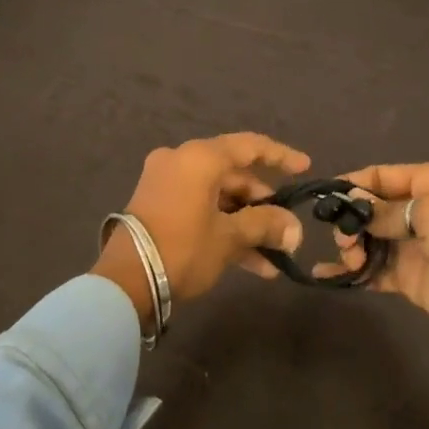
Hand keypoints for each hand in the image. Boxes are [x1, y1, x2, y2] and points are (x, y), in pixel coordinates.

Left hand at [93, 133, 309, 328]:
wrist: (124, 281)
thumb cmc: (183, 248)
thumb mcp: (229, 237)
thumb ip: (265, 225)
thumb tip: (295, 230)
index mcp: (199, 157)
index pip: (250, 146)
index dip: (280, 156)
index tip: (304, 167)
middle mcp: (181, 161)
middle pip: (234, 176)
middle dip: (263, 206)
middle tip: (286, 231)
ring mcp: (166, 183)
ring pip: (219, 198)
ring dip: (246, 225)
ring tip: (275, 255)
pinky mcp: (158, 206)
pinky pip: (201, 209)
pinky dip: (224, 229)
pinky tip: (253, 264)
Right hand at [330, 162, 428, 350]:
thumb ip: (387, 210)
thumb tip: (353, 207)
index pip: (383, 175)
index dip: (353, 184)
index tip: (325, 198)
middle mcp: (421, 208)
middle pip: (371, 207)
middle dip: (351, 220)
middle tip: (344, 240)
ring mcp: (413, 245)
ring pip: (368, 238)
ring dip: (351, 246)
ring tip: (351, 261)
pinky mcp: (408, 277)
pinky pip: (372, 269)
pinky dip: (351, 272)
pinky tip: (325, 277)